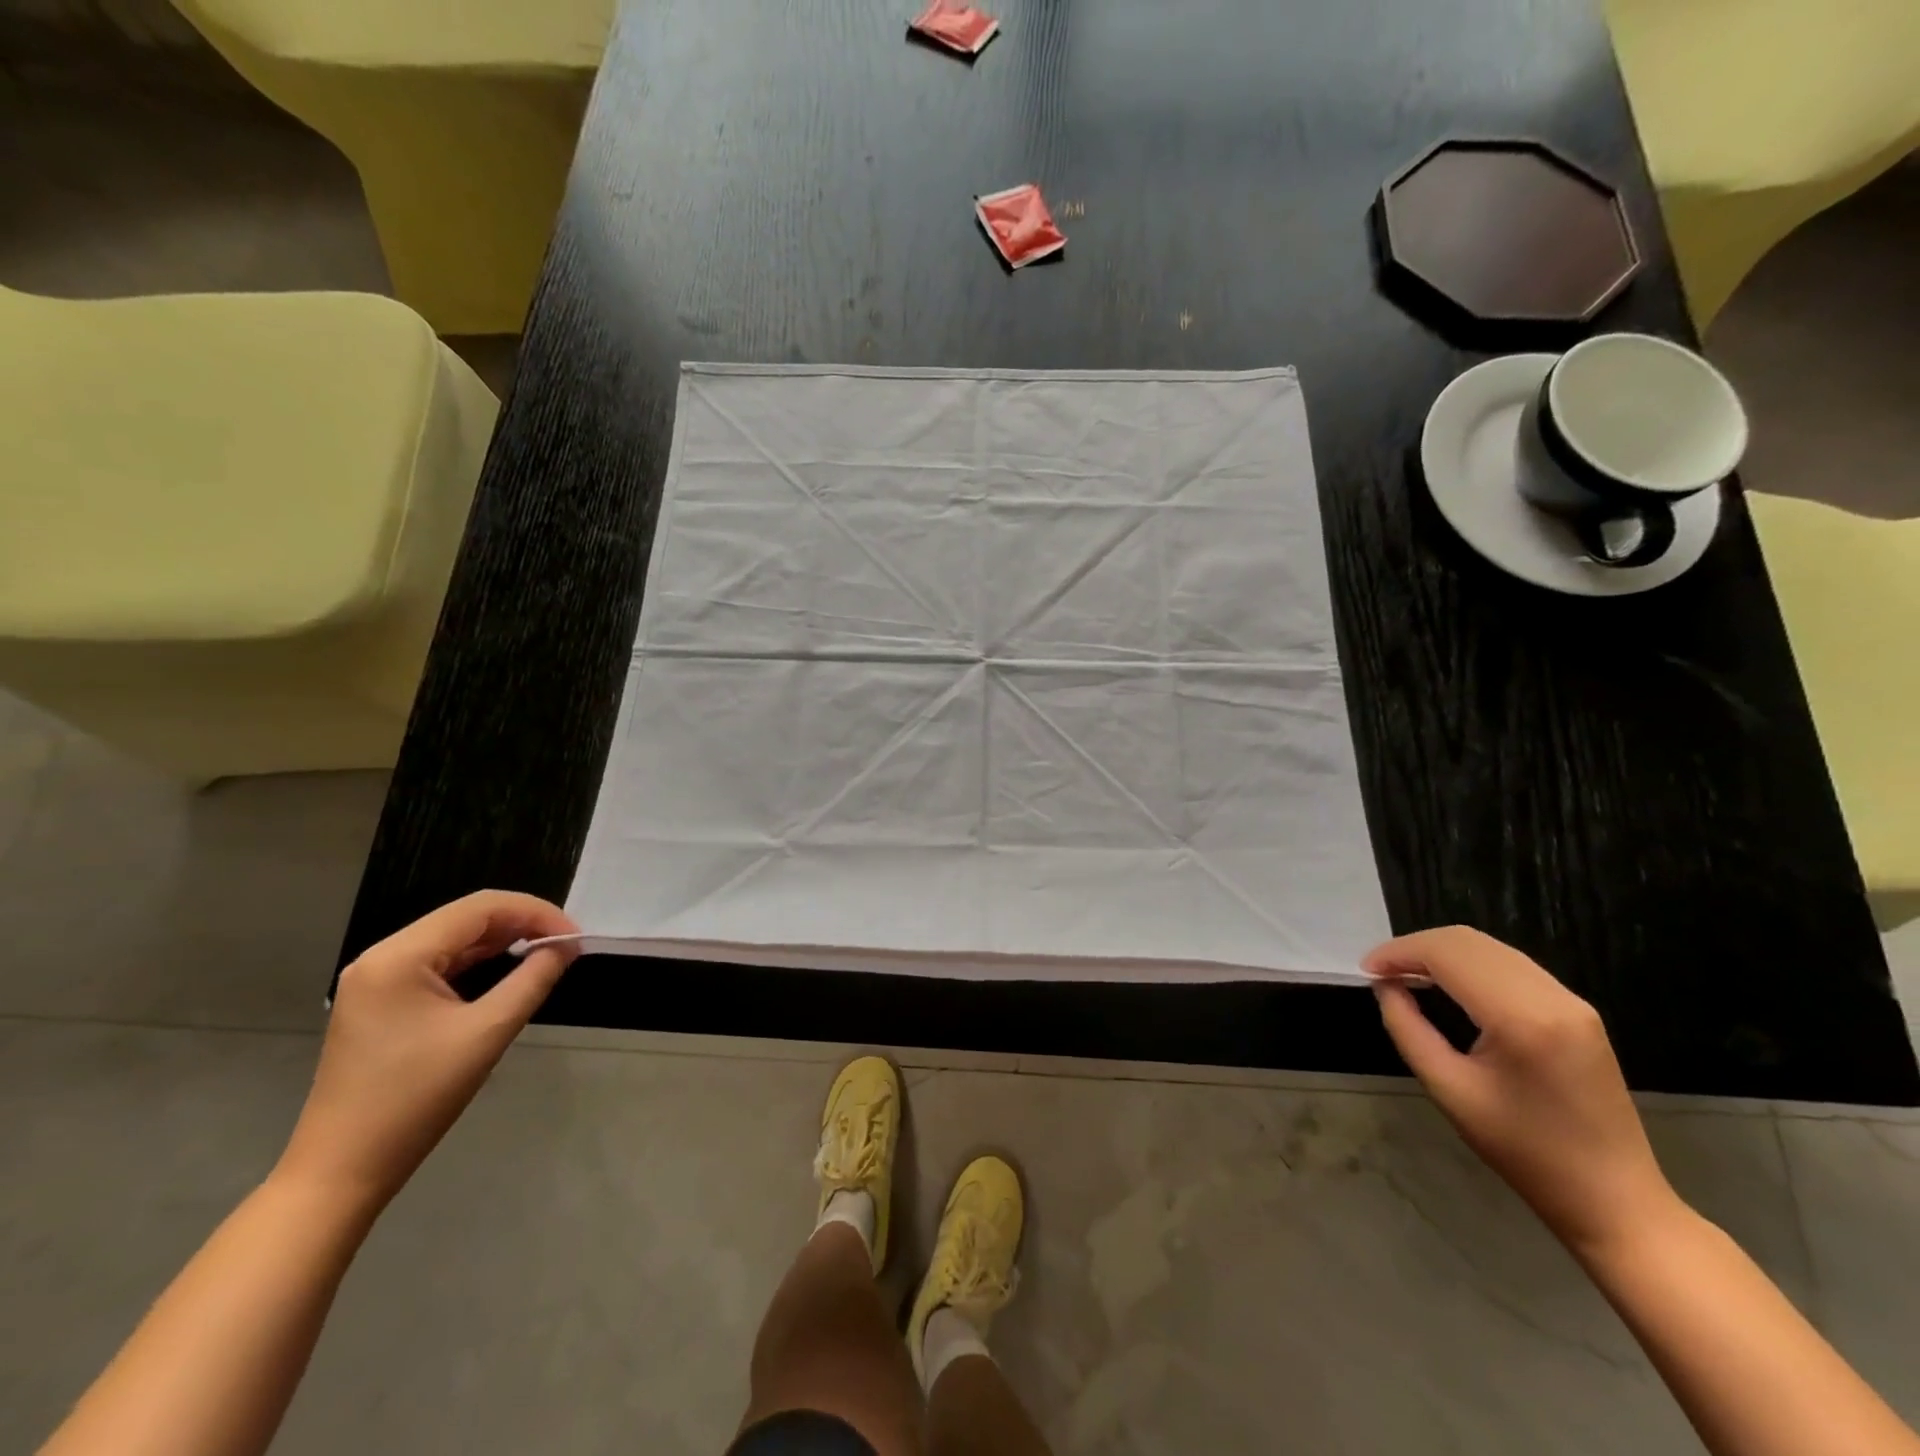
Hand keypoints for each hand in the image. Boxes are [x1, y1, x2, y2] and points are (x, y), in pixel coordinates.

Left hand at [276, 892, 579, 1210]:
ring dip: (503, 941)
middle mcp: (382, 957)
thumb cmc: (415, 1099)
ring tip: (546, 954)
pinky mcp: (381, 1003)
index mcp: (399, 956)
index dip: (535, 912)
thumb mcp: (487, 1033)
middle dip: (522, 924)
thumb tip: (566, 946)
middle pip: (466, 918)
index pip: (481, 907)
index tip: (575, 936)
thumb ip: (533, 979)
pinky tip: (508, 972)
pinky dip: (479, 963)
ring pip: (454, 939)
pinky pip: (440, 964)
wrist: (342, 1171)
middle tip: (566, 945)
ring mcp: (377, 980)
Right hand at [1366, 926, 1678, 1259]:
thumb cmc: (1524, 1151)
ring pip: (1490, 948)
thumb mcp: (1449, 1090)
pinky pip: (1511, 965)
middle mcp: (1552, 997)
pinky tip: (1446, 984)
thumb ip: (1408, 1028)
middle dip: (1416, 947)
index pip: (1448, 955)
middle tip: (1381, 971)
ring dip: (1441, 952)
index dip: (1399, 953)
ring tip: (1406, 975)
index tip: (1365, 970)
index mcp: (1522, 1019)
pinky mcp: (1577, 1010)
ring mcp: (1572, 1001)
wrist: (1614, 1199)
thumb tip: (1385, 986)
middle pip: (1468, 942)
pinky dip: (1469, 963)